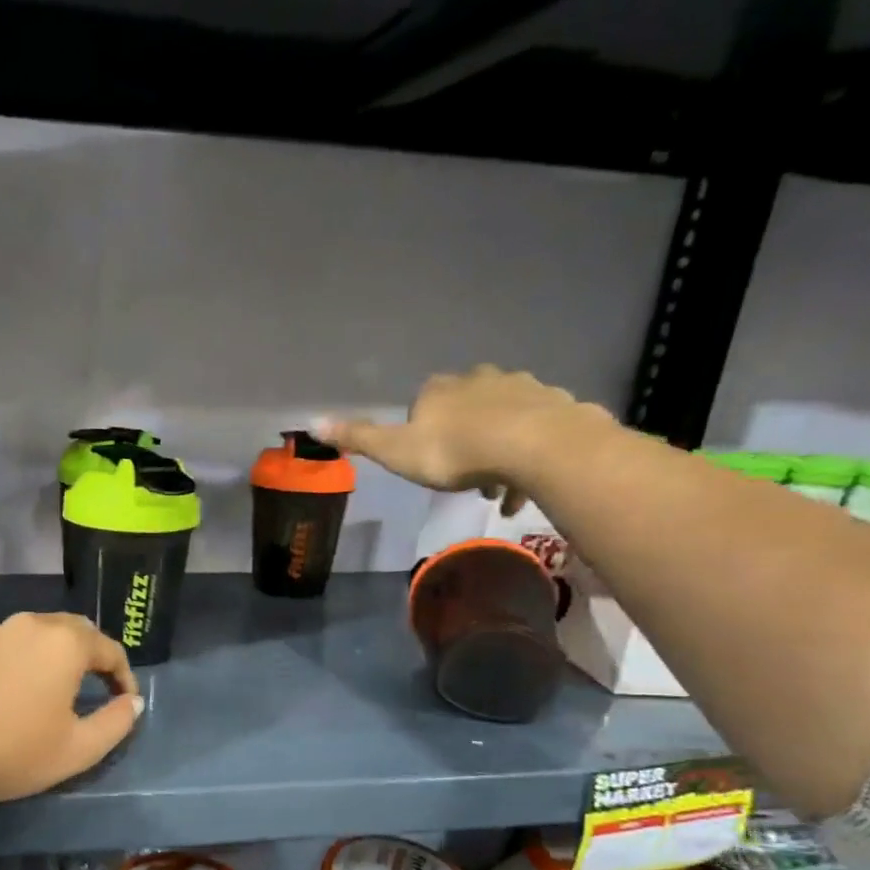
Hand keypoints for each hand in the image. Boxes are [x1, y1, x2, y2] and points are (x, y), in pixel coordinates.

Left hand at [0, 612, 143, 806]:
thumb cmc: (18, 752)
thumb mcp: (81, 748)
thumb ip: (117, 722)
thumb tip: (133, 702)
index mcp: (65, 643)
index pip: (109, 649)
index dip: (124, 675)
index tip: (125, 702)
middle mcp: (29, 624)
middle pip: (72, 630)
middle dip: (90, 655)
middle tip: (94, 687)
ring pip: (33, 634)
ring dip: (50, 654)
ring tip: (49, 687)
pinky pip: (1, 647)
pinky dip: (14, 661)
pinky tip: (7, 691)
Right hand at [317, 365, 601, 512]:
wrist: (536, 447)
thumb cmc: (455, 452)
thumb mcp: (396, 451)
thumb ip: (358, 437)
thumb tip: (312, 422)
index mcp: (441, 389)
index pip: (424, 399)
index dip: (423, 428)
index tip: (426, 457)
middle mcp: (482, 379)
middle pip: (467, 406)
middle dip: (464, 437)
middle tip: (462, 476)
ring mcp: (524, 389)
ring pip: (504, 419)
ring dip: (497, 450)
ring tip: (495, 490)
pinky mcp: (558, 406)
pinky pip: (538, 432)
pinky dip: (529, 456)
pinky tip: (524, 487)